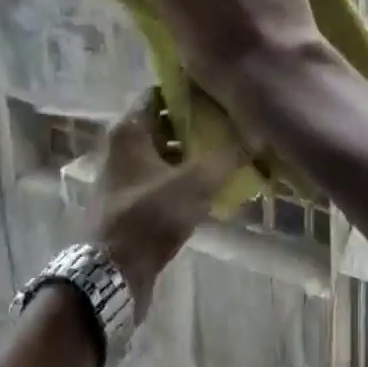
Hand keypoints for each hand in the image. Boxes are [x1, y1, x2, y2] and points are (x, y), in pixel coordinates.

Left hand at [89, 93, 239, 315]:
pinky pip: (160, 179)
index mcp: (129, 130)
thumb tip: (257, 135)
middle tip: (232, 125)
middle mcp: (122, 147)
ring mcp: (123, 176)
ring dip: (192, 153)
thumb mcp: (194, 184)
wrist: (109, 276)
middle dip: (197, 123)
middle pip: (164, 122)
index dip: (189, 90)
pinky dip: (182, 178)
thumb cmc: (147, 217)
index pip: (159, 92)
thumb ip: (227, 157)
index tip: (220, 92)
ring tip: (229, 154)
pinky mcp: (129, 202)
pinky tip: (211, 187)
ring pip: (164, 152)